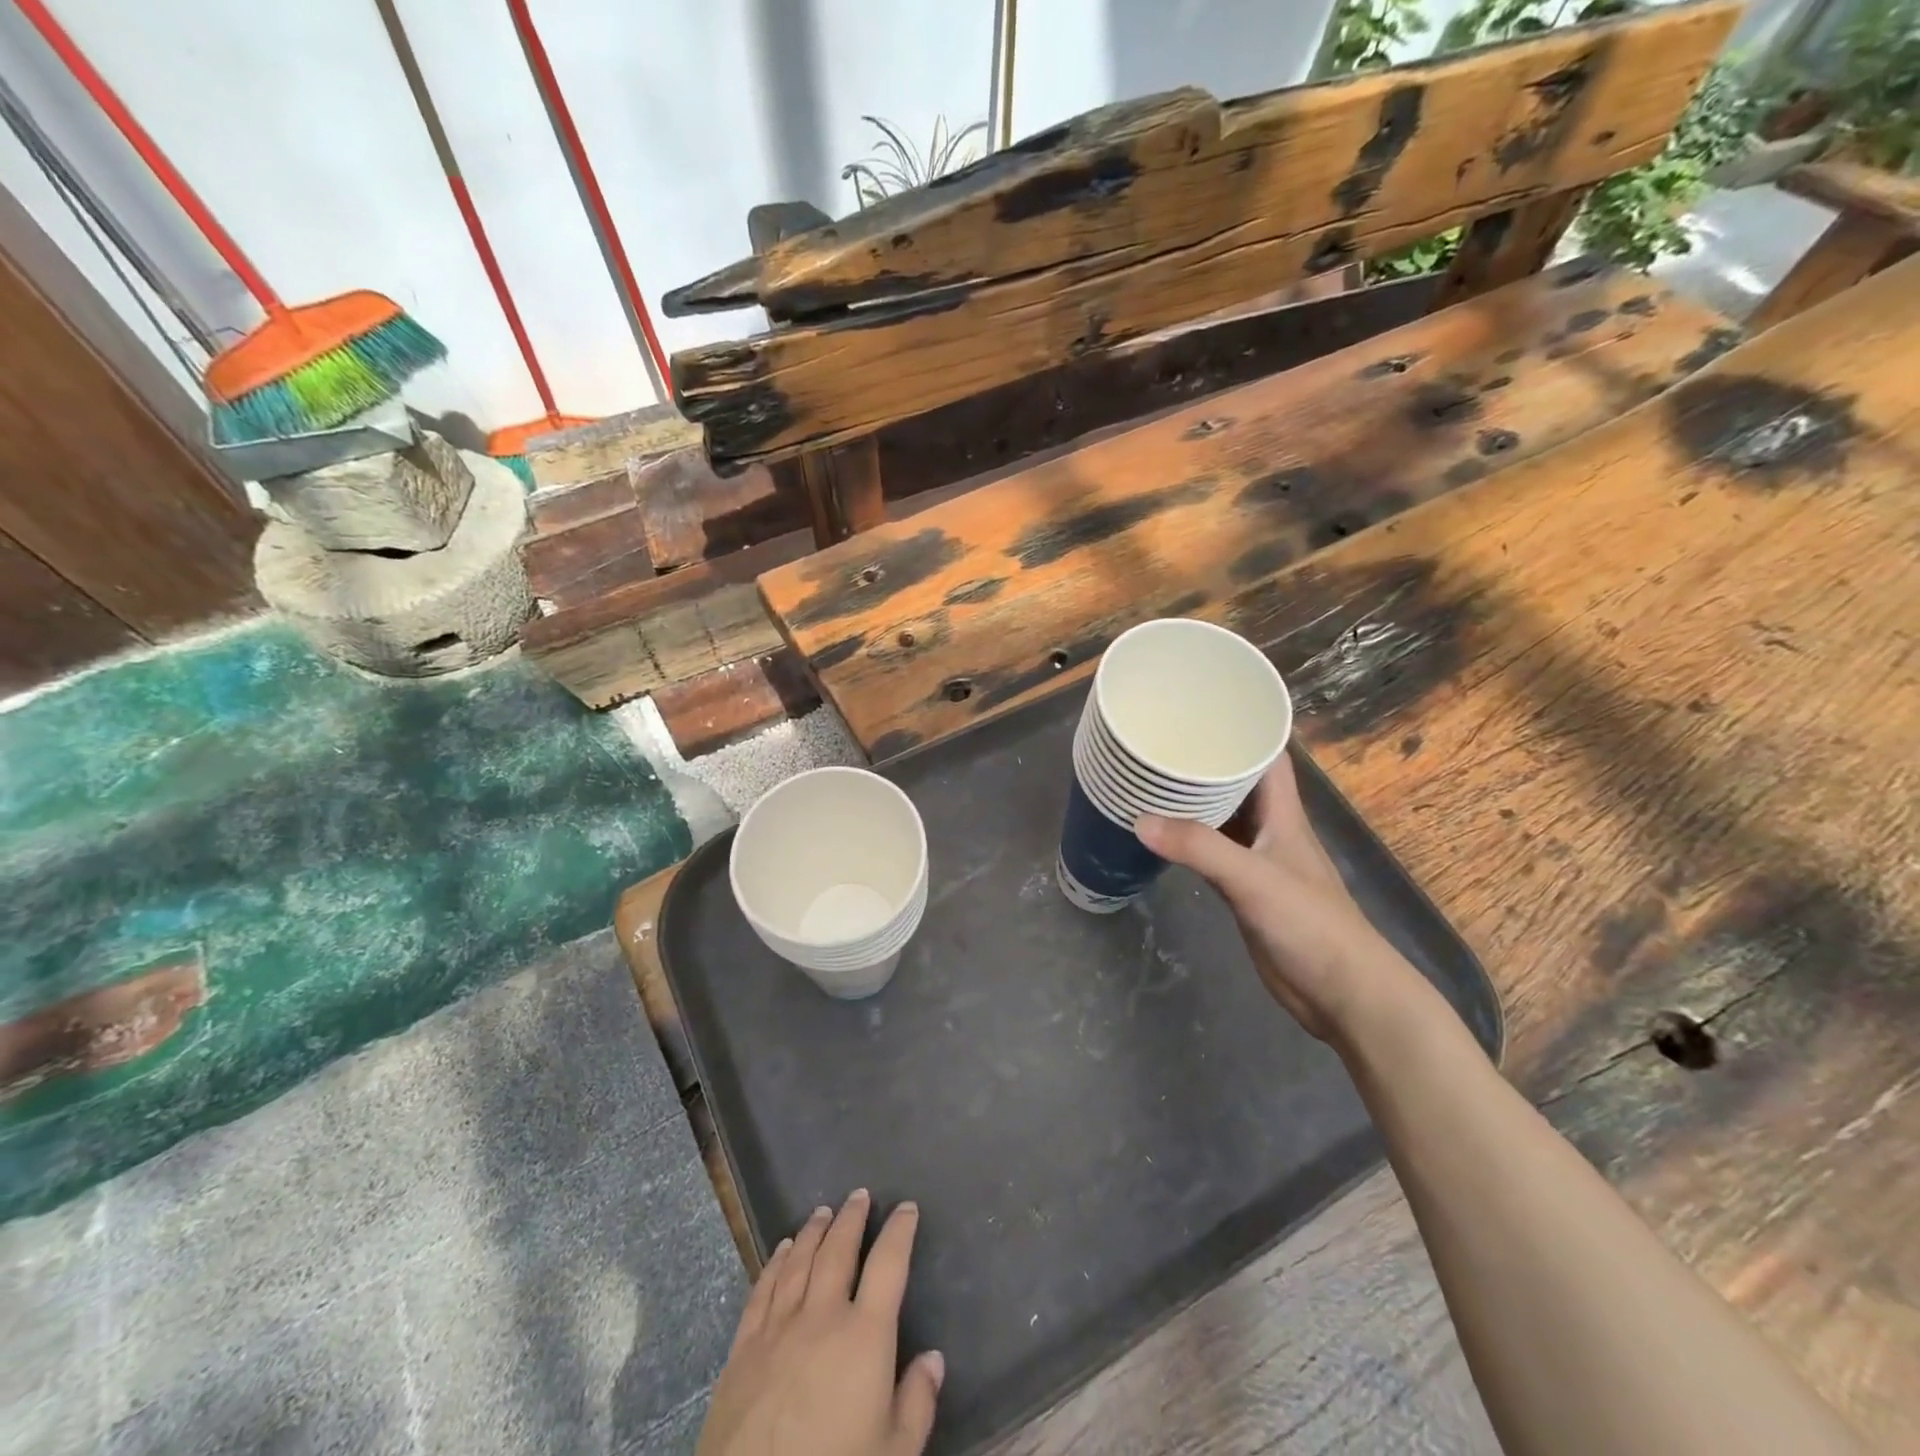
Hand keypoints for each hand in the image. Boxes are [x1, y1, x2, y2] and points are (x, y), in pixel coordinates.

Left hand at [698, 1190, 942, 1455]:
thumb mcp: (894, 1454)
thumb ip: (917, 1403)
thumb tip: (933, 1359)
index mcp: (864, 1337)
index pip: (888, 1265)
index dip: (900, 1231)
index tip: (907, 1207)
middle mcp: (822, 1317)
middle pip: (838, 1251)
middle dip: (851, 1219)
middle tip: (859, 1195)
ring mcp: (778, 1329)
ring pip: (799, 1262)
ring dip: (813, 1231)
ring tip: (823, 1211)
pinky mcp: (743, 1349)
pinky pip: (762, 1290)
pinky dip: (775, 1263)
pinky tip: (782, 1249)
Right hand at [1135, 754, 1416, 1040]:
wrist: (1342, 991)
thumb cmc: (1309, 923)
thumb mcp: (1252, 878)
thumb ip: (1199, 848)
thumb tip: (1139, 820)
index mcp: (1283, 813)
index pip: (1266, 756)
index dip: (1240, 728)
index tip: (1198, 709)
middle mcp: (1271, 829)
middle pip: (1238, 783)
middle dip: (1204, 762)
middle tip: (1158, 744)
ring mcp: (1259, 861)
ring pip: (1223, 818)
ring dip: (1194, 802)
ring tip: (1150, 781)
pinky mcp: (1246, 890)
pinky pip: (1213, 853)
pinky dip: (1190, 841)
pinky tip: (1163, 836)